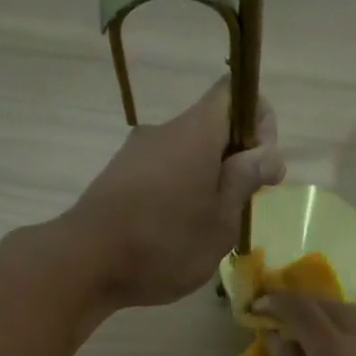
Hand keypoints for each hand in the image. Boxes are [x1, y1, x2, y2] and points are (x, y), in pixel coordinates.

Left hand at [61, 79, 283, 310]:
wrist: (86, 262)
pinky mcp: (119, 177)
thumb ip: (245, 180)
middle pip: (212, 127)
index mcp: (196, 132)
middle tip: (240, 209)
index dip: (259, 121)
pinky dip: (180, 194)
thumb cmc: (165, 243)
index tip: (262, 167)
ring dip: (207, 182)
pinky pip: (163, 174)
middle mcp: (165, 131)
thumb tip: (268, 153)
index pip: (234, 92)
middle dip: (235, 161)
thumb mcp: (221, 220)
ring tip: (208, 229)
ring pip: (187, 155)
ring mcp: (137, 153)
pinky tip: (176, 234)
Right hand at [257, 294, 355, 355]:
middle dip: (300, 304)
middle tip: (278, 316)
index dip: (276, 302)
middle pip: (329, 304)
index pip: (301, 309)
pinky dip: (345, 325)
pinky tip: (335, 347)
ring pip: (352, 313)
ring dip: (325, 312)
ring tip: (305, 329)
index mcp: (334, 350)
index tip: (257, 305)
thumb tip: (277, 337)